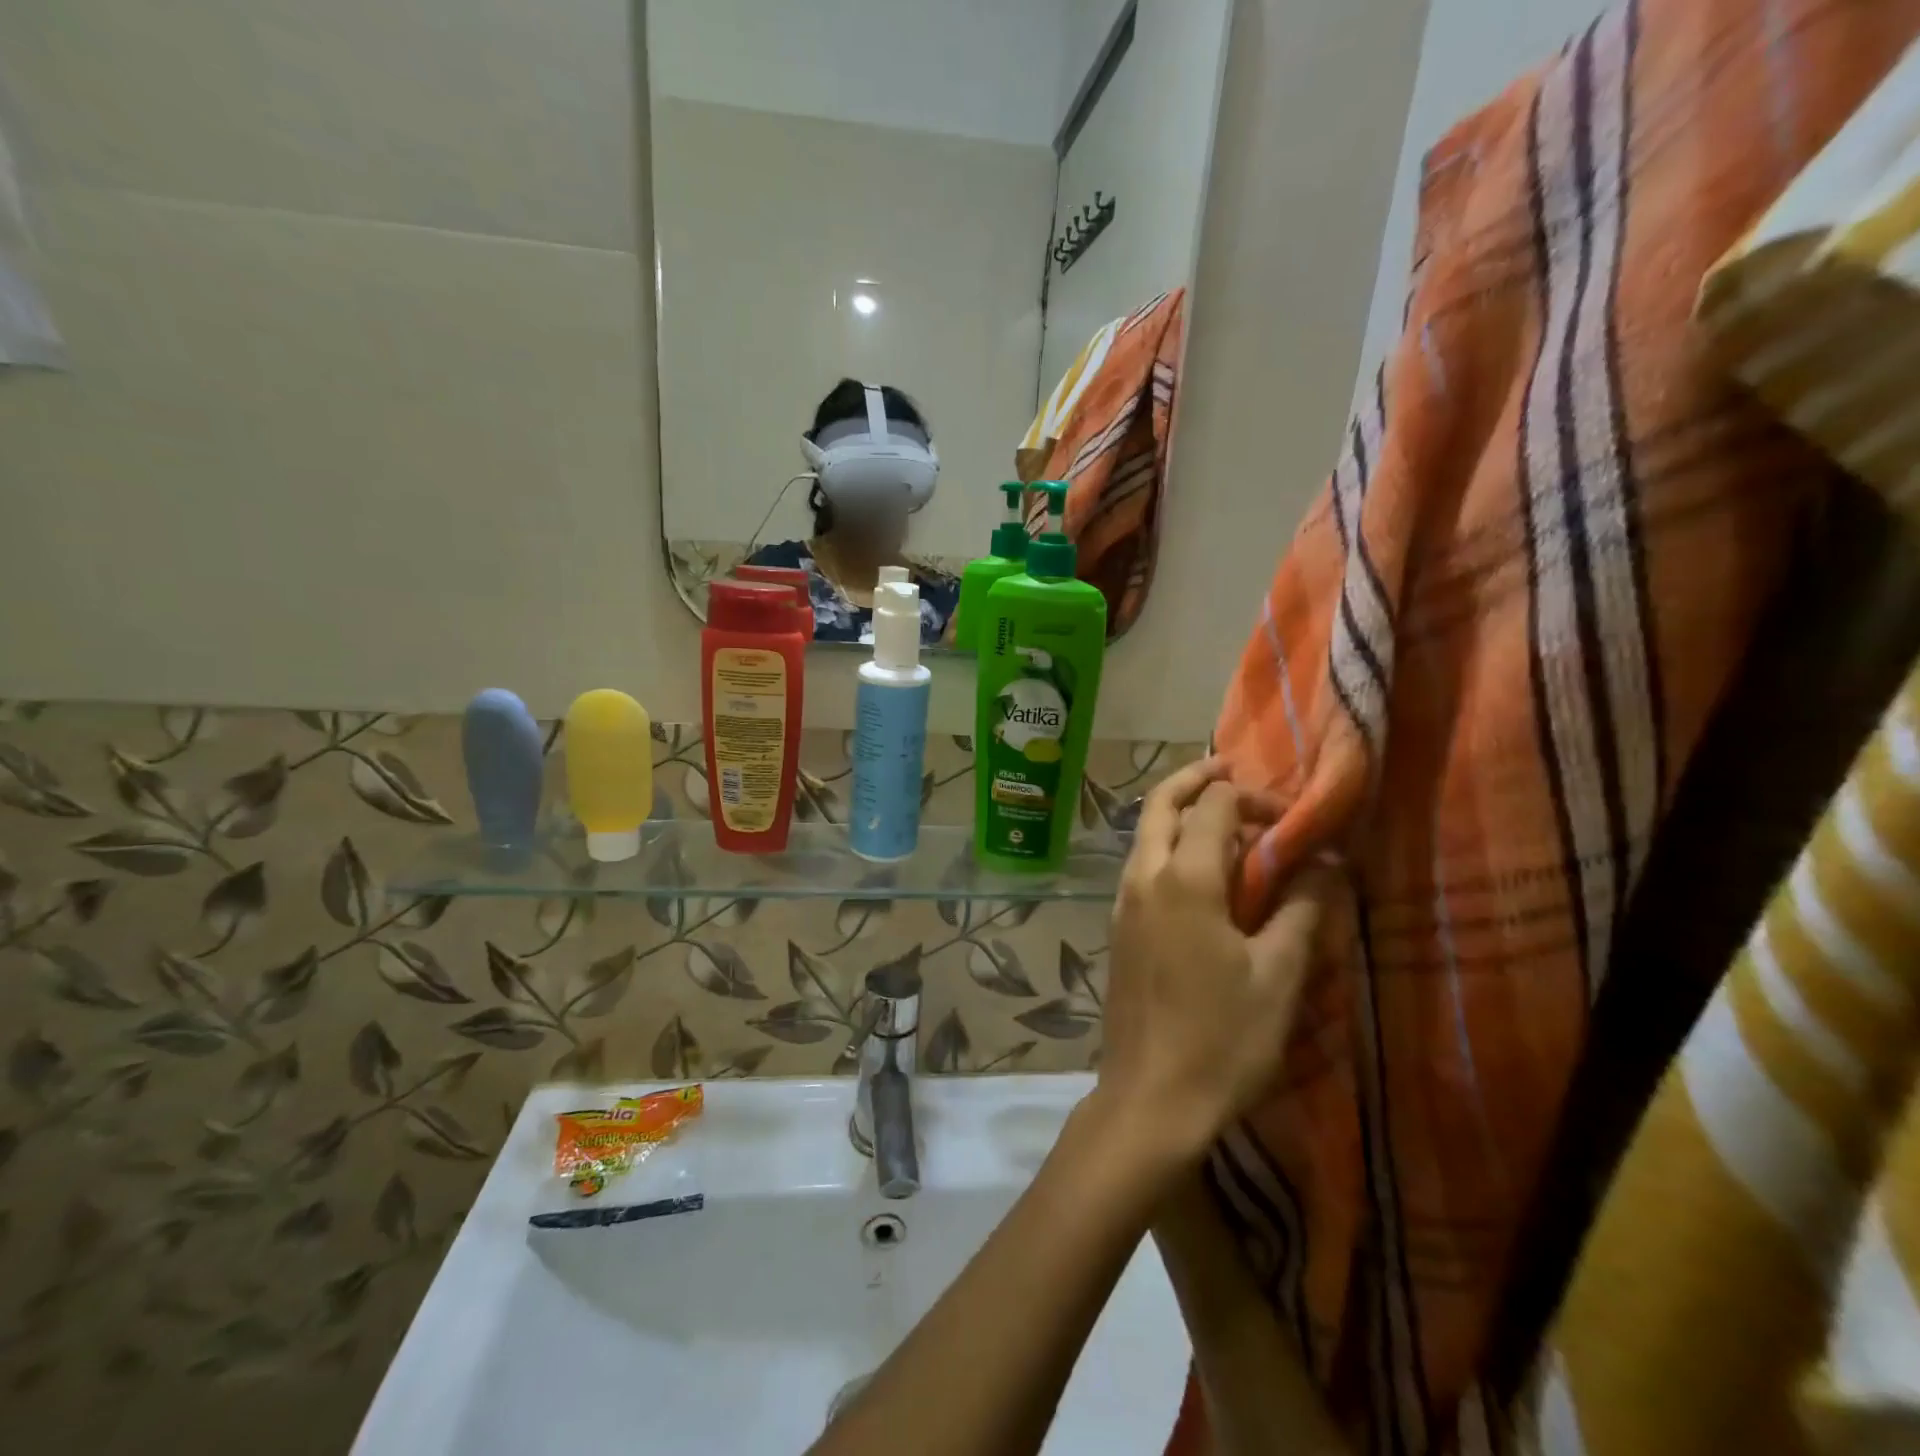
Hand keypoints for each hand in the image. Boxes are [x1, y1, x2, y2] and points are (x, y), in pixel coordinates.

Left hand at [1093, 759, 1337, 1161]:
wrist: (1150, 1097)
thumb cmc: (1222, 1040)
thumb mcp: (1279, 976)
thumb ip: (1304, 910)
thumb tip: (1327, 863)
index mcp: (1184, 879)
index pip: (1214, 806)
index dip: (1253, 798)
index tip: (1290, 817)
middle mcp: (1143, 876)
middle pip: (1161, 803)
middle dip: (1196, 778)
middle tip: (1232, 771)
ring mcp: (1122, 900)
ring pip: (1144, 832)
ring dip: (1178, 811)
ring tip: (1220, 817)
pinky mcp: (1117, 925)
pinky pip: (1140, 863)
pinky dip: (1166, 844)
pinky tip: (1199, 870)